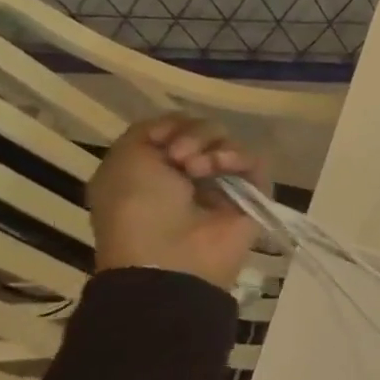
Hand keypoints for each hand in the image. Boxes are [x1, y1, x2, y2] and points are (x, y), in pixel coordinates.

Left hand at [87, 116, 264, 291]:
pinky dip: (238, 158)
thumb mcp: (124, 159)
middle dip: (194, 135)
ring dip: (213, 148)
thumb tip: (183, 128)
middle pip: (206, 130)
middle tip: (180, 158)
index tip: (163, 141)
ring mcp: (223, 184)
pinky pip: (254, 162)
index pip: (178, 126)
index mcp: (156, 166)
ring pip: (230, 143)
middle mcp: (190, 172)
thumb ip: (150, 129)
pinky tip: (222, 167)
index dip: (173, 125)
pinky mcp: (253, 195)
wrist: (169, 255)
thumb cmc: (137, 208)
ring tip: (199, 169)